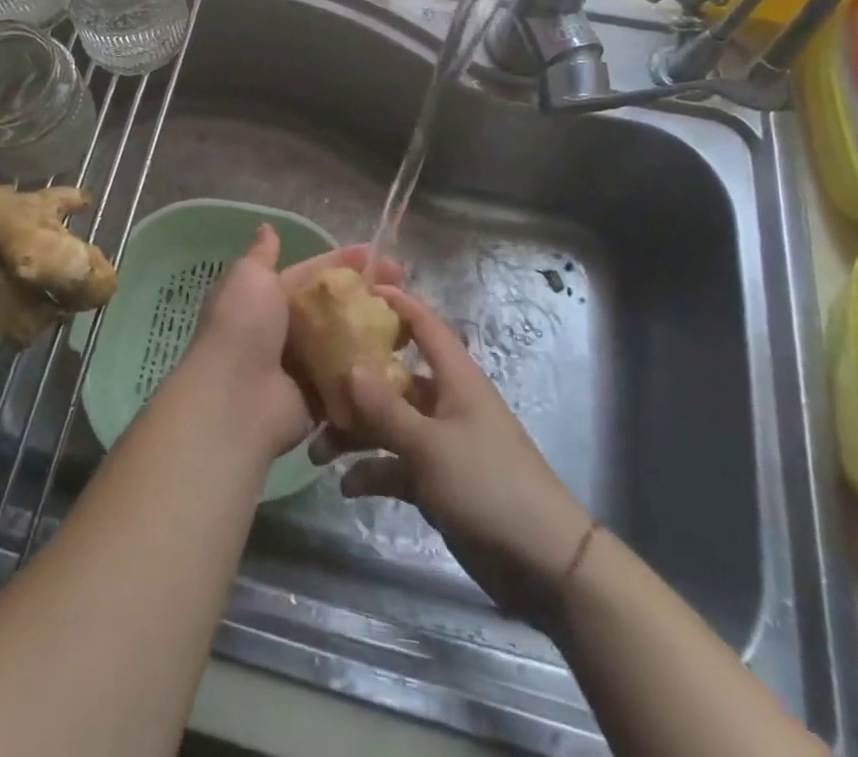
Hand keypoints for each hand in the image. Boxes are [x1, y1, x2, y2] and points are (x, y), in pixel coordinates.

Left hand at [184, 227, 403, 460]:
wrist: (235, 397)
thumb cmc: (243, 326)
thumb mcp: (249, 278)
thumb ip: (262, 255)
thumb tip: (266, 228)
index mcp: (269, 298)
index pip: (314, 274)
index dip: (345, 262)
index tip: (379, 254)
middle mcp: (287, 330)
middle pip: (335, 307)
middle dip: (368, 293)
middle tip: (405, 284)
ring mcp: (305, 366)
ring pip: (347, 341)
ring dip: (376, 329)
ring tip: (412, 316)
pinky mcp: (321, 398)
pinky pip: (352, 378)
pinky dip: (373, 367)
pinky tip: (404, 355)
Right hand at [317, 285, 592, 614]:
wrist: (544, 565)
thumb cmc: (489, 486)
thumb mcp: (431, 446)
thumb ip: (386, 409)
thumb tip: (348, 366)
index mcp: (455, 379)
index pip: (423, 325)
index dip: (395, 304)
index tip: (355, 292)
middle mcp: (445, 402)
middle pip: (393, 378)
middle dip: (353, 384)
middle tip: (312, 387)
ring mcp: (440, 442)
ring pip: (388, 424)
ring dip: (355, 435)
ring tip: (318, 451)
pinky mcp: (437, 480)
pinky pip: (395, 465)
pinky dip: (372, 472)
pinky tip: (346, 486)